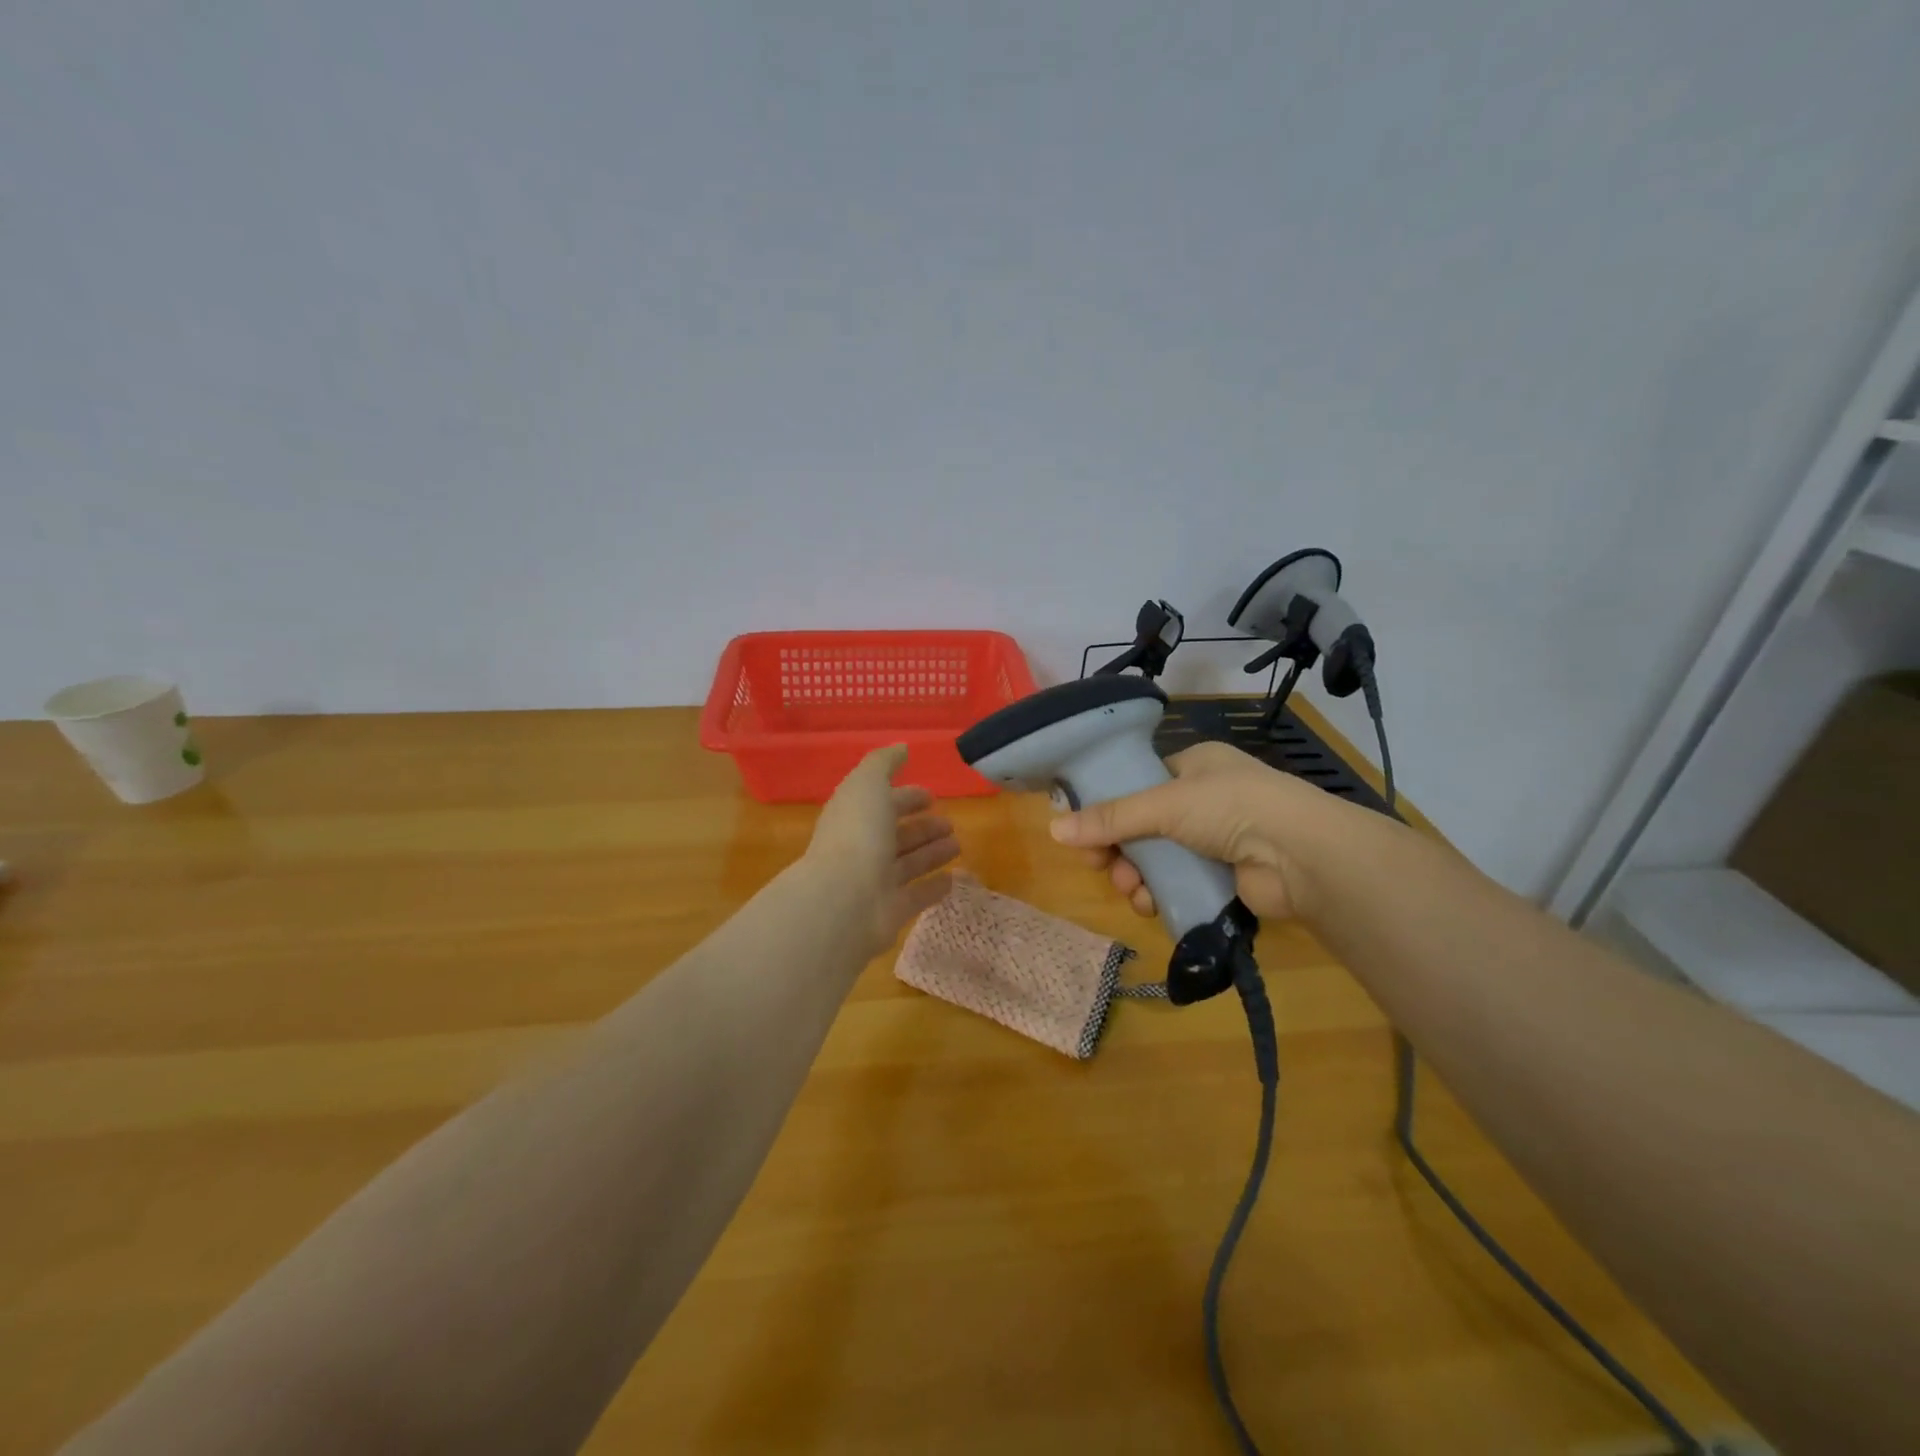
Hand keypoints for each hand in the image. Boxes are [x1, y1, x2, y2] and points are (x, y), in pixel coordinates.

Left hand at [806, 745, 959, 957]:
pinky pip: (916, 896)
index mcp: (853, 816)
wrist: (844, 900)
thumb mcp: (868, 784)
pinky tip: (953, 879)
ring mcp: (874, 882)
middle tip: (950, 823)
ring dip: (931, 853)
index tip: (931, 796)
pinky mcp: (890, 911)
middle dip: (922, 827)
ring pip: (908, 864)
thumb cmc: (857, 834)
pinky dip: (933, 888)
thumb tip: (901, 748)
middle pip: (895, 835)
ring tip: (957, 846)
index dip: (905, 797)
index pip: (881, 803)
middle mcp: (862, 848)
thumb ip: (883, 763)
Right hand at [1046, 740, 1321, 921]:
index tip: (1083, 830)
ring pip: (1158, 858)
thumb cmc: (1231, 807)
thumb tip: (1053, 830)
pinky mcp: (1223, 877)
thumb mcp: (1163, 804)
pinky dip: (1160, 894)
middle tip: (1099, 866)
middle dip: (1119, 848)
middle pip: (1143, 825)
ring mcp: (1216, 840)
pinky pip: (1178, 884)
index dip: (1109, 806)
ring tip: (1131, 890)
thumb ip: (1110, 819)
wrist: (1302, 856)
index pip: (1140, 783)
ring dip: (1137, 875)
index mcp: (1195, 766)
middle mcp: (1205, 799)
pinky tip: (1151, 904)